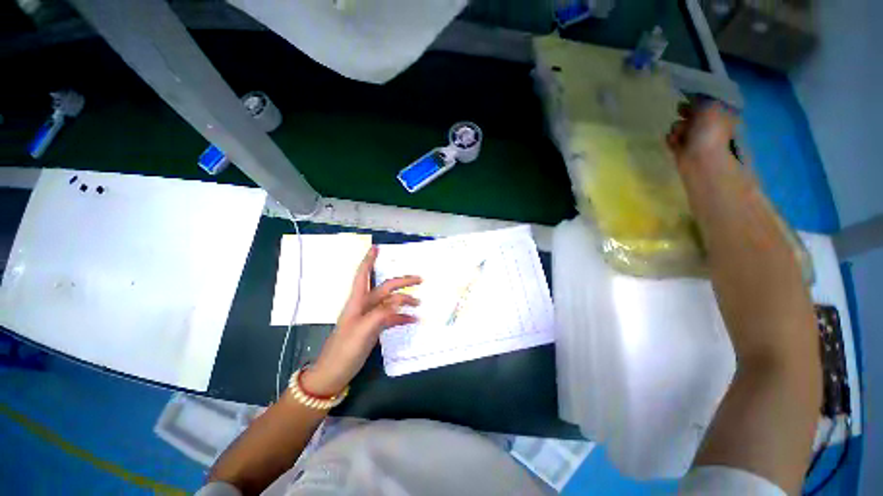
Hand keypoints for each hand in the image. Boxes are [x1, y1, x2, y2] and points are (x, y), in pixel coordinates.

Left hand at [301, 246, 420, 395]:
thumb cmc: (344, 350)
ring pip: (390, 303)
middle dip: (401, 282)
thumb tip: (399, 302)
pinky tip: (413, 320)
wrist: (333, 375)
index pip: (363, 275)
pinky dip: (402, 317)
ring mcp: (370, 317)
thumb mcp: (362, 331)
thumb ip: (381, 314)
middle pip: (384, 288)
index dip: (368, 261)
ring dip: (404, 301)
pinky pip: (391, 318)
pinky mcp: (374, 328)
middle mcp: (364, 306)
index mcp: (357, 302)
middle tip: (419, 279)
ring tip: (419, 303)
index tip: (376, 247)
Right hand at [666, 101, 736, 168]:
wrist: (702, 162)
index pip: (707, 102)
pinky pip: (673, 140)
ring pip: (680, 127)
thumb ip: (700, 99)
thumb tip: (692, 95)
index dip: (697, 99)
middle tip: (681, 113)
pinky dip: (671, 139)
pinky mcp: (682, 150)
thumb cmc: (710, 133)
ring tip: (679, 133)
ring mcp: (696, 139)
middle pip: (692, 114)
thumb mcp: (710, 107)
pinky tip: (673, 141)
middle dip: (685, 113)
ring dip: (677, 127)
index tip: (688, 97)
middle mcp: (709, 125)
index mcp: (721, 115)